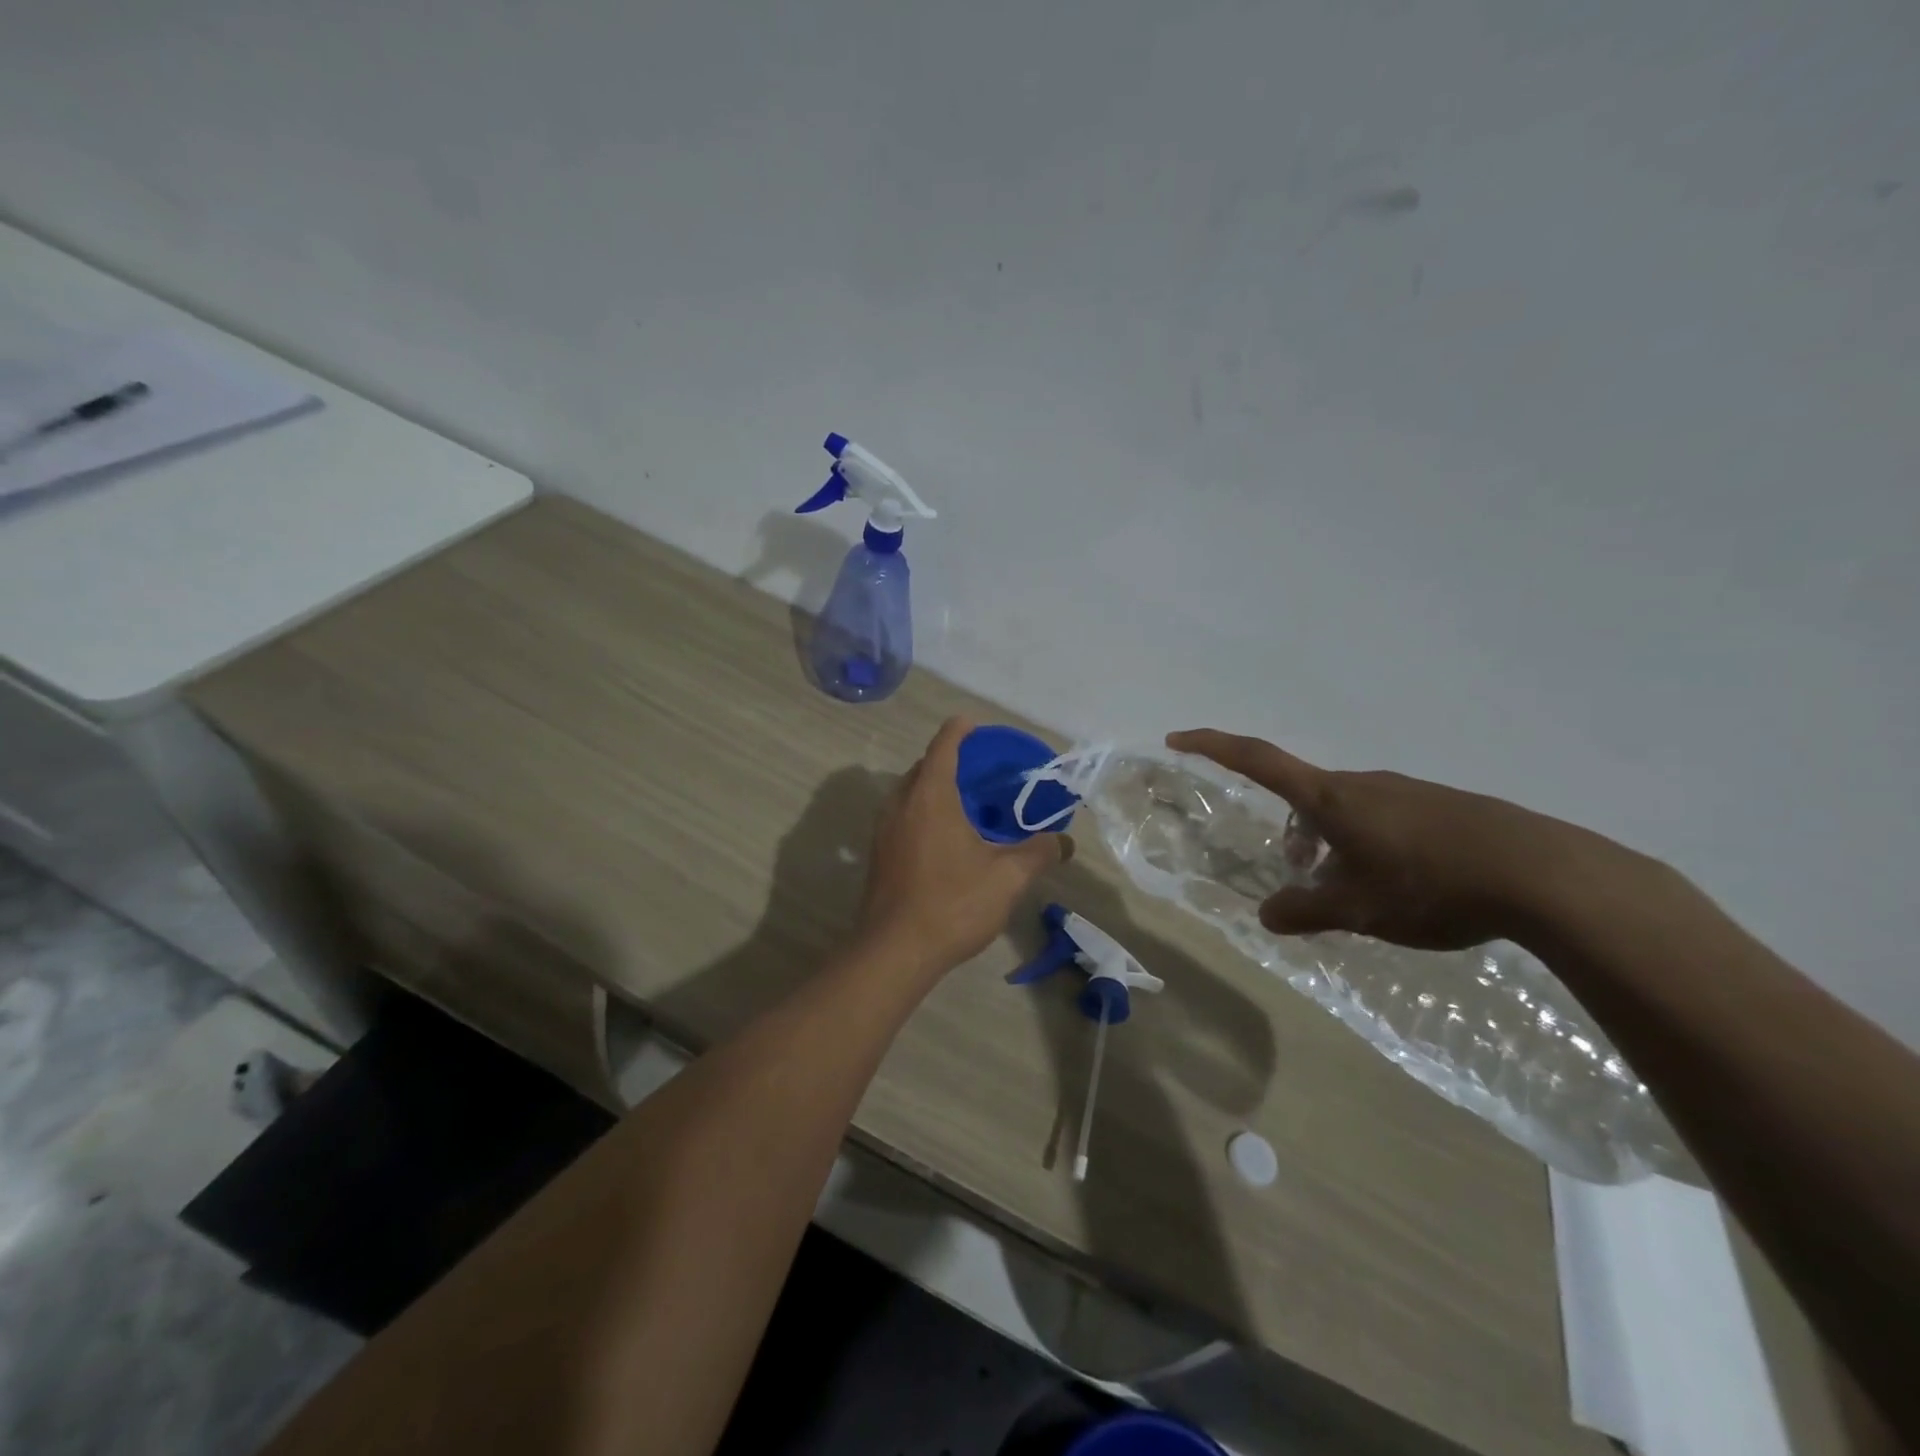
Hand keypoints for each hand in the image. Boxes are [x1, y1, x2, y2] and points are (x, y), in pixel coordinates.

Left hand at [859, 718, 1072, 974]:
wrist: (894, 951)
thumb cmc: (952, 903)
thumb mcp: (1008, 878)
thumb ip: (1039, 852)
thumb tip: (1064, 842)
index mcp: (931, 795)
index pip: (945, 743)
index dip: (963, 730)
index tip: (979, 728)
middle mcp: (901, 802)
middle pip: (926, 765)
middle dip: (953, 761)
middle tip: (986, 774)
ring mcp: (884, 827)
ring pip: (912, 792)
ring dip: (937, 789)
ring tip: (970, 805)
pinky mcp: (878, 852)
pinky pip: (904, 815)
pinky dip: (925, 812)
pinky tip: (948, 839)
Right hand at [1168, 729, 1612, 949]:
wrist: (1543, 874)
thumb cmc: (1431, 885)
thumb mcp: (1360, 910)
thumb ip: (1307, 911)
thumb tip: (1267, 915)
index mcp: (1331, 798)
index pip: (1258, 760)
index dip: (1213, 746)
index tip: (1177, 737)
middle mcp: (1363, 784)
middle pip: (1306, 797)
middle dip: (1292, 832)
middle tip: (1299, 876)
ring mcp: (1405, 791)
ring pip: (1347, 811)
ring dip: (1333, 843)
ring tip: (1354, 893)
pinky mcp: (1441, 806)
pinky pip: (1385, 818)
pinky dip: (1371, 845)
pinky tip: (1402, 887)